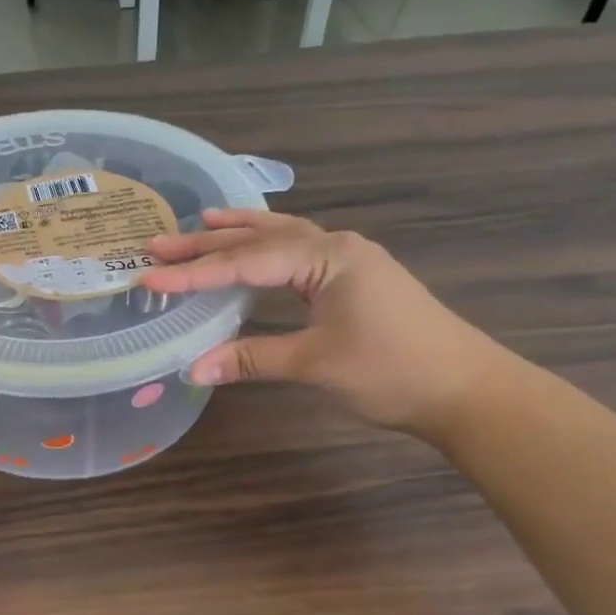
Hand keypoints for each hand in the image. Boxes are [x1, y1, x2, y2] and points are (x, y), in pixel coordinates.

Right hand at [141, 209, 511, 440]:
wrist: (465, 390)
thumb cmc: (392, 371)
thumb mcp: (315, 364)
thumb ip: (251, 359)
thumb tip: (193, 368)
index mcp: (328, 257)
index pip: (247, 262)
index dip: (195, 273)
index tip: (149, 276)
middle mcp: (336, 247)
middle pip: (261, 239)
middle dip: (207, 243)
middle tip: (157, 244)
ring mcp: (349, 261)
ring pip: (281, 239)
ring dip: (238, 235)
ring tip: (198, 224)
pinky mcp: (354, 280)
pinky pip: (298, 254)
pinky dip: (267, 250)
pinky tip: (254, 251)